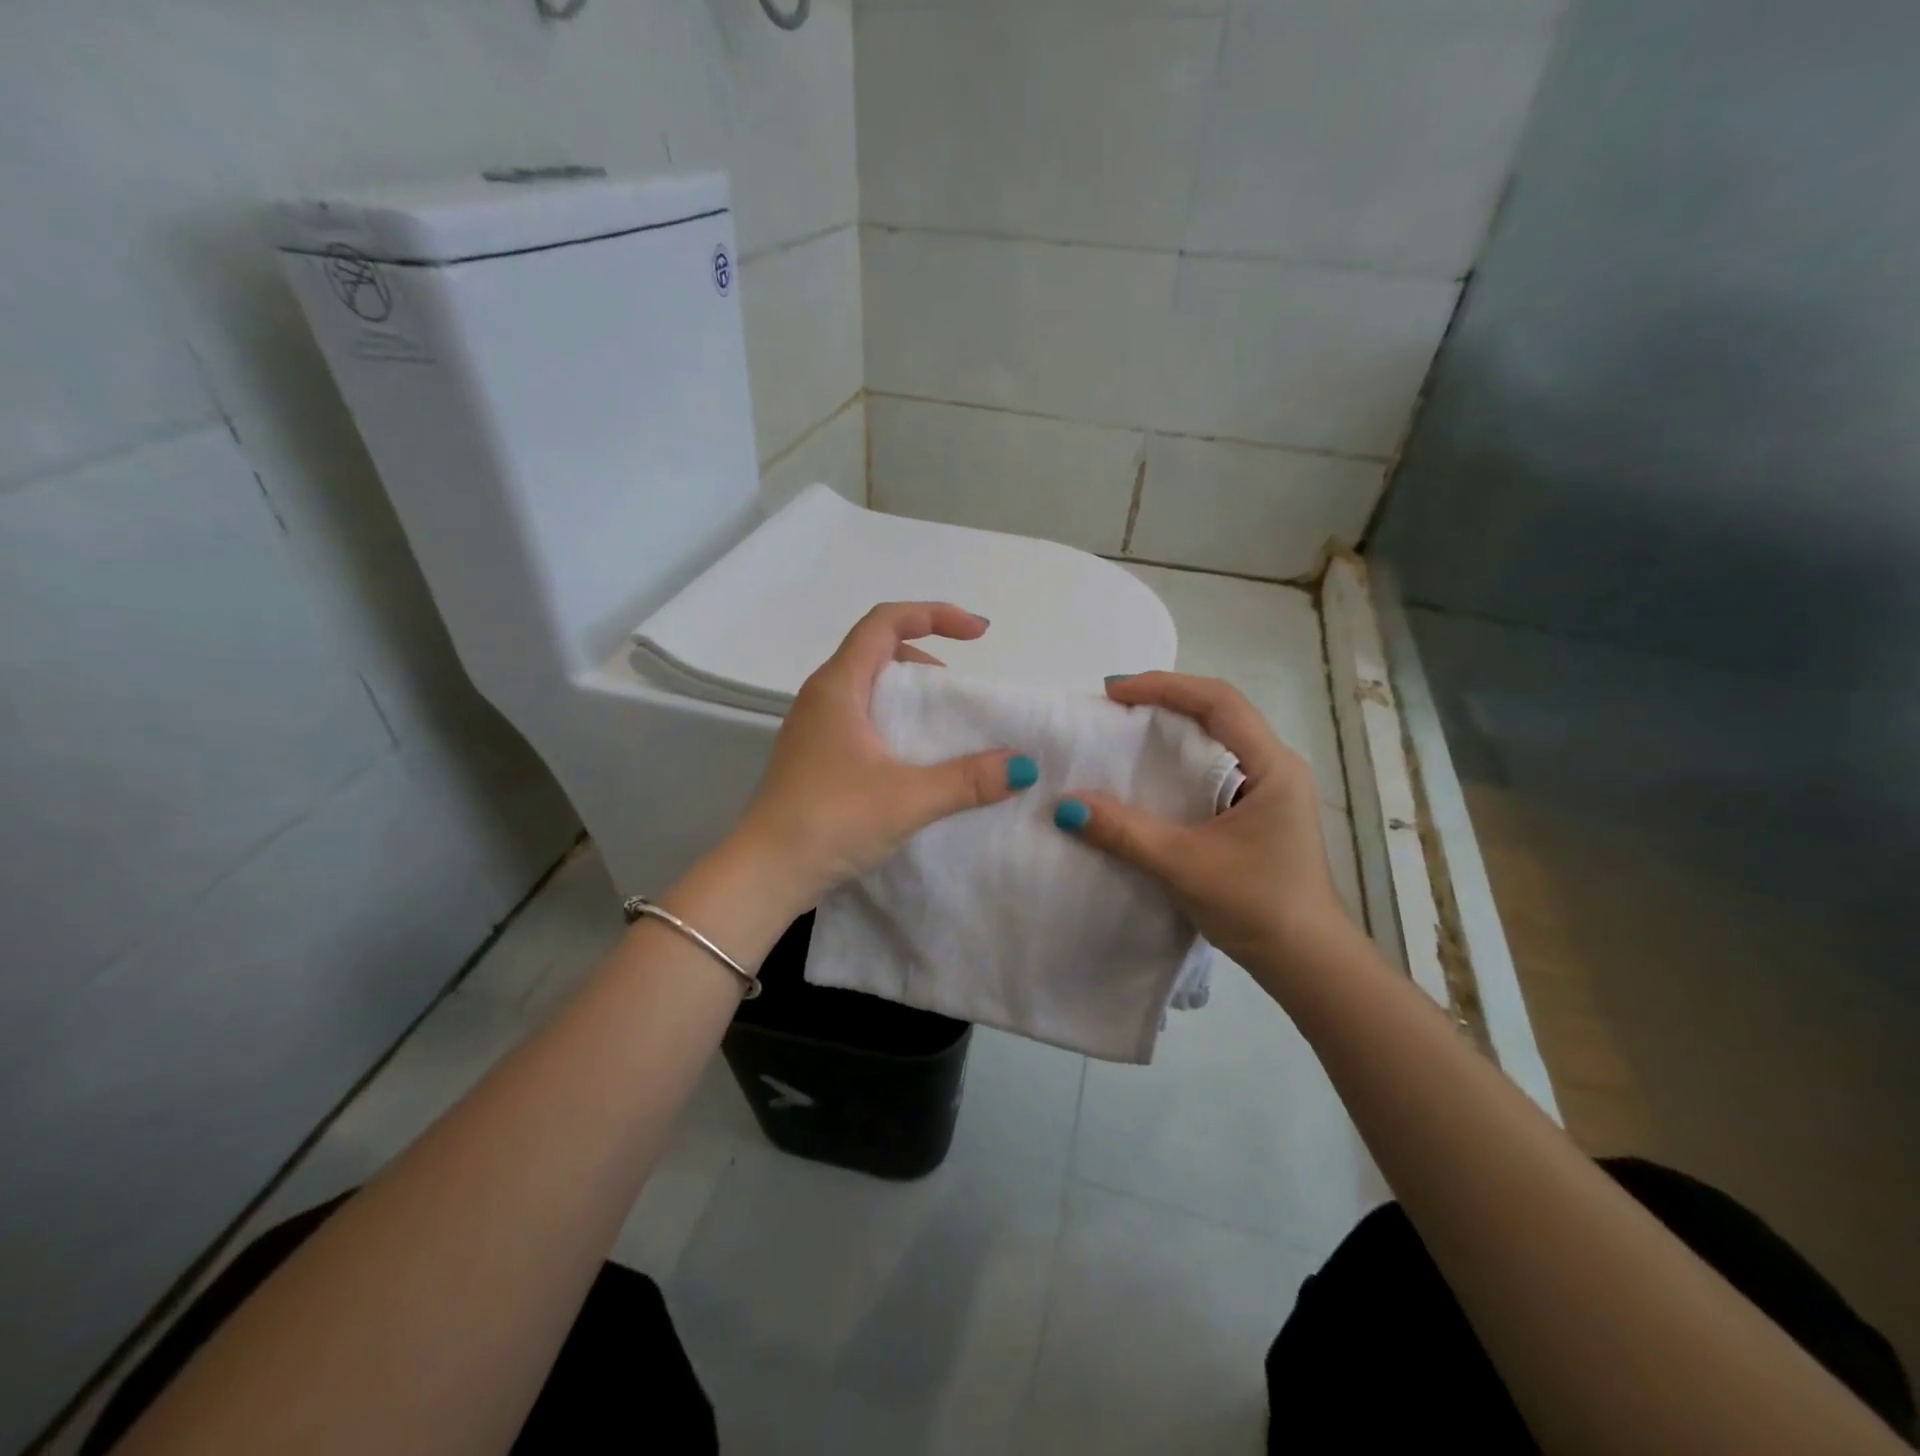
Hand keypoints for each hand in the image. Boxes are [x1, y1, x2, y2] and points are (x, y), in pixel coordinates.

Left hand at [731, 602, 1034, 916]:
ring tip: (942, 726)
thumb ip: (968, 780)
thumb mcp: (907, 799)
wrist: (764, 874)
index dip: (935, 614)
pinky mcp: (815, 756)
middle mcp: (822, 696)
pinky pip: (862, 718)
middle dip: (926, 657)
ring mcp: (815, 727)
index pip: (885, 622)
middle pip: (878, 650)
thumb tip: (1022, 766)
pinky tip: (913, 760)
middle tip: (960, 692)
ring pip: (869, 687)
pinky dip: (895, 722)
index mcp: (838, 686)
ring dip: (910, 694)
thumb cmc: (829, 822)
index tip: (979, 634)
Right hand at [1054, 672, 1355, 978]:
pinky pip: (1212, 768)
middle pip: (1218, 712)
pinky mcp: (1256, 812)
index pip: (1218, 701)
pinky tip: (1149, 777)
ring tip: (1124, 732)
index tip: (1114, 692)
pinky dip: (1177, 762)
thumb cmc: (1257, 906)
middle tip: (1112, 708)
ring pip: (1215, 740)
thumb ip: (1125, 833)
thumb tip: (1065, 806)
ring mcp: (1268, 789)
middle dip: (1164, 701)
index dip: (1164, 686)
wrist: (1306, 963)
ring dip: (1171, 730)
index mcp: (1271, 766)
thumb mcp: (1184, 866)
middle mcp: (1275, 767)